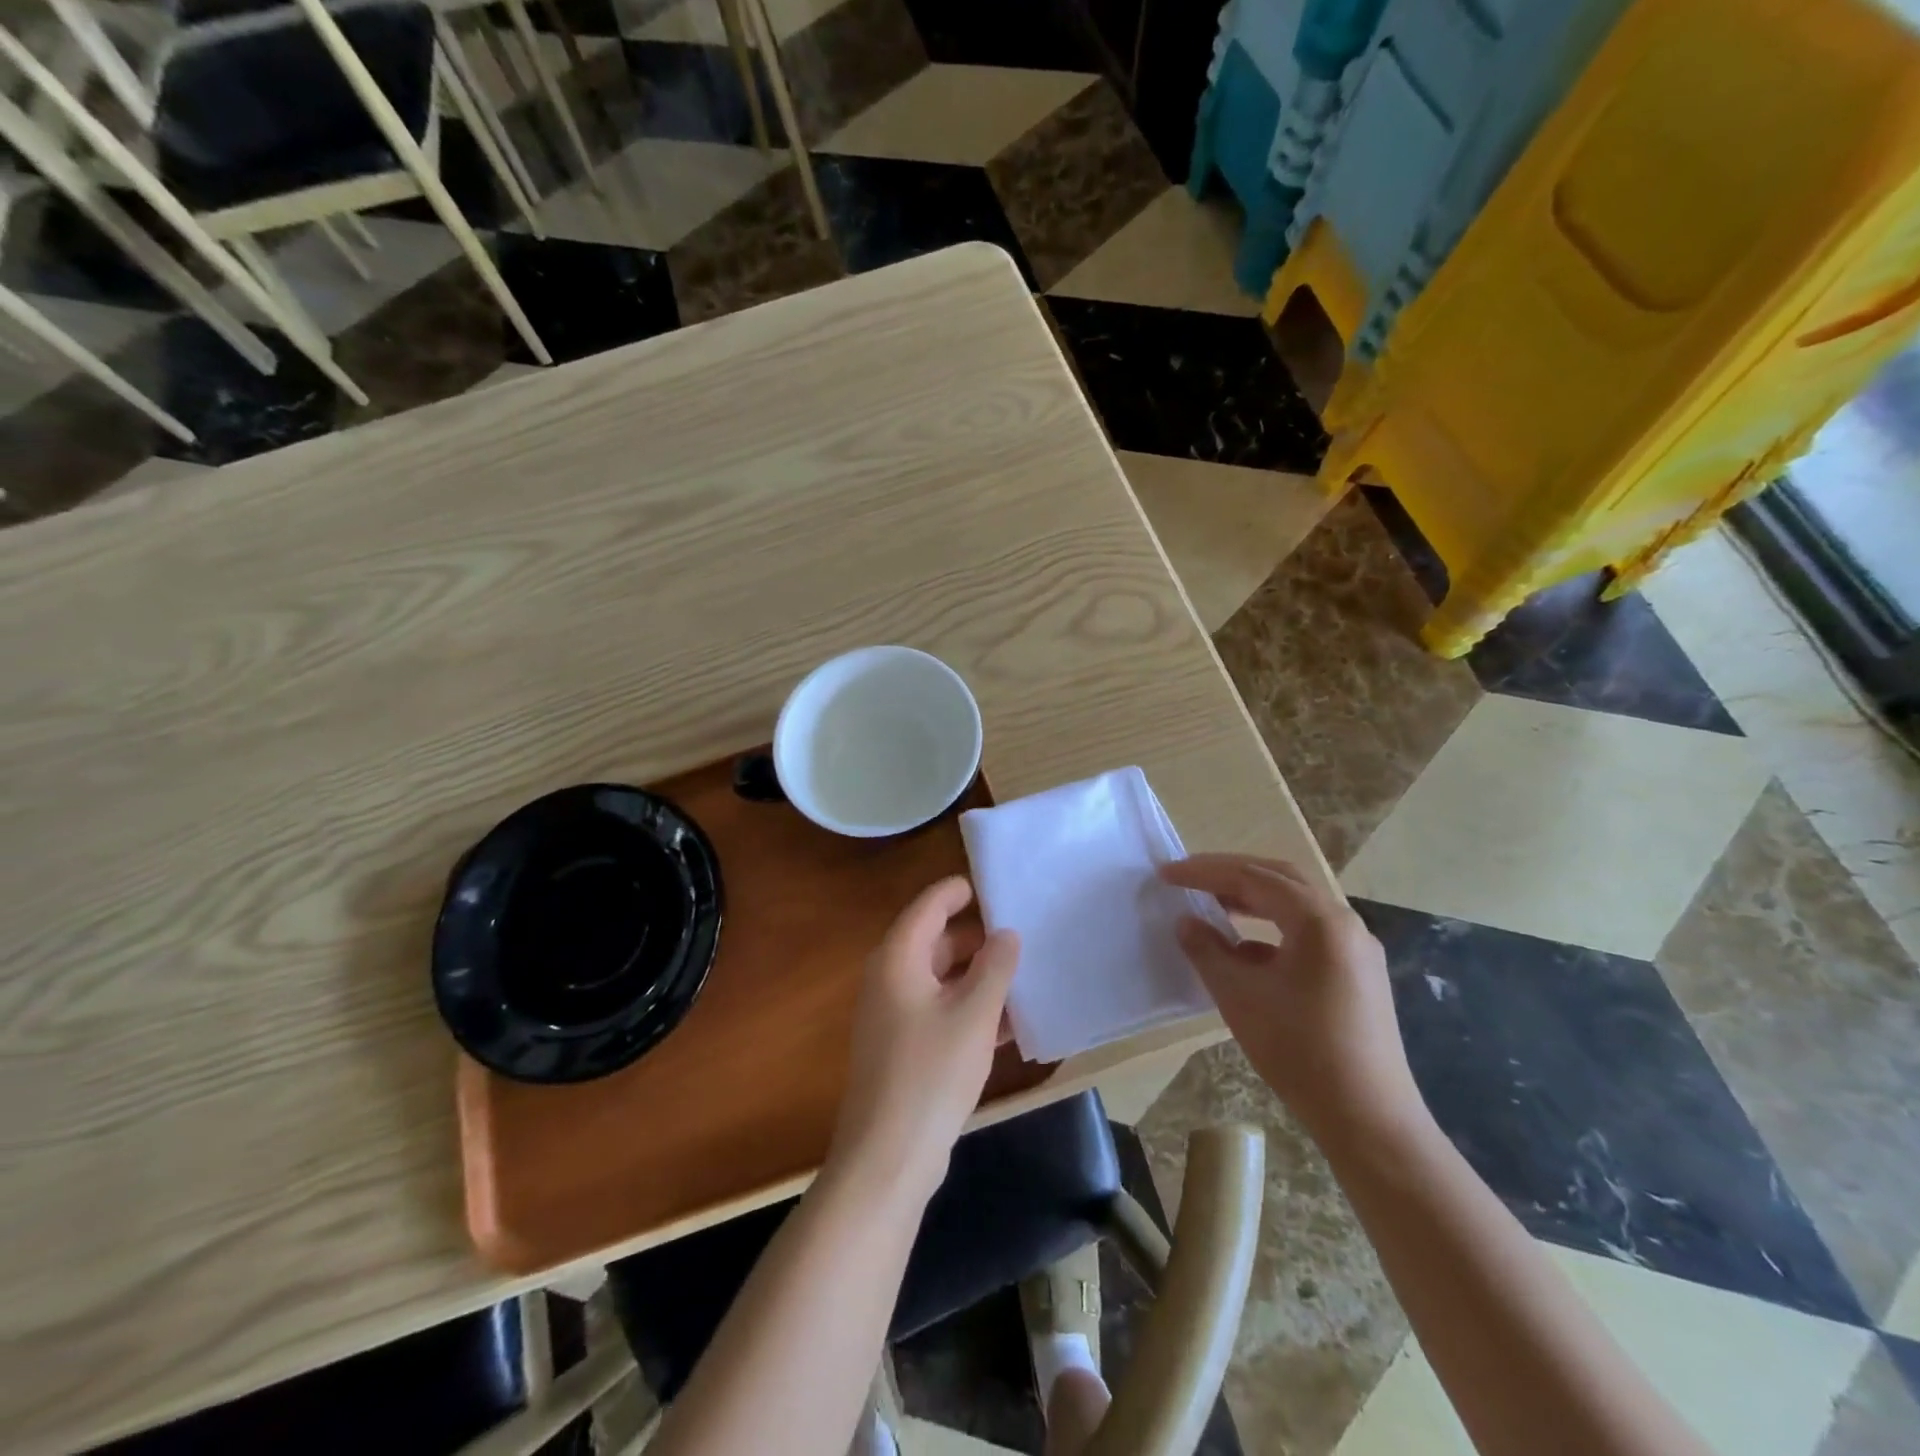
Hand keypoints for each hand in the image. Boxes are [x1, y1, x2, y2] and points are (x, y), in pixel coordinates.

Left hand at [827, 876, 1020, 1203]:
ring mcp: (896, 1016)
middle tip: (1023, 933)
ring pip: (943, 979)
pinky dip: (971, 1009)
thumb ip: (995, 967)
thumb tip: (1006, 933)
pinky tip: (1011, 1022)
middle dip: (978, 938)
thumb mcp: (974, 1015)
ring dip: (980, 977)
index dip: (959, 892)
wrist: (889, 1157)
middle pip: (936, 941)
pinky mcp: (905, 1048)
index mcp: (898, 959)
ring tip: (1026, 974)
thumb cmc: (931, 1074)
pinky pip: (942, 1011)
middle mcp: (891, 979)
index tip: (996, 887)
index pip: (929, 906)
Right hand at [1158, 854, 1426, 1146]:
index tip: (1167, 873)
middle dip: (1231, 874)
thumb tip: (1186, 921)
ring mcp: (1356, 949)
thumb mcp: (1240, 996)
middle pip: (1280, 879)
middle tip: (1190, 878)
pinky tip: (1243, 949)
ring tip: (1212, 904)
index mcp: (1319, 921)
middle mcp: (1344, 923)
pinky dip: (1271, 928)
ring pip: (1296, 905)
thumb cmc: (1300, 1051)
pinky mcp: (1357, 973)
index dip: (1205, 872)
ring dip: (1251, 899)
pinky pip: (1308, 932)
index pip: (1254, 877)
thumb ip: (1207, 951)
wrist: (1368, 1119)